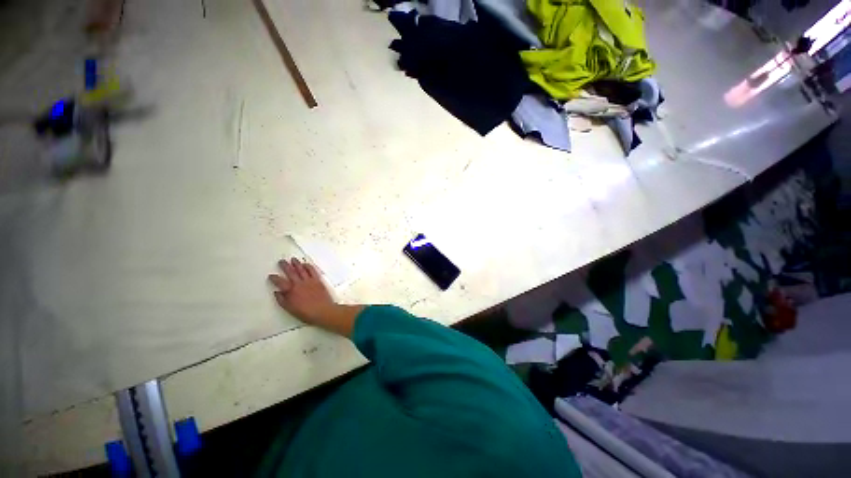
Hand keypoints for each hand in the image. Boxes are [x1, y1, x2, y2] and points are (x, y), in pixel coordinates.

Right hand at [268, 258, 335, 324]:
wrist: (323, 311)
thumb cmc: (306, 313)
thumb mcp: (290, 309)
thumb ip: (282, 300)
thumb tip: (276, 292)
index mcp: (291, 291)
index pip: (280, 282)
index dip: (274, 278)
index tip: (271, 275)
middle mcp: (299, 284)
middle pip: (291, 272)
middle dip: (285, 266)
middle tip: (281, 261)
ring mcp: (309, 281)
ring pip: (301, 269)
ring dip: (296, 263)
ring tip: (293, 259)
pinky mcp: (318, 280)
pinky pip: (312, 271)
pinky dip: (309, 266)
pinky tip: (306, 264)